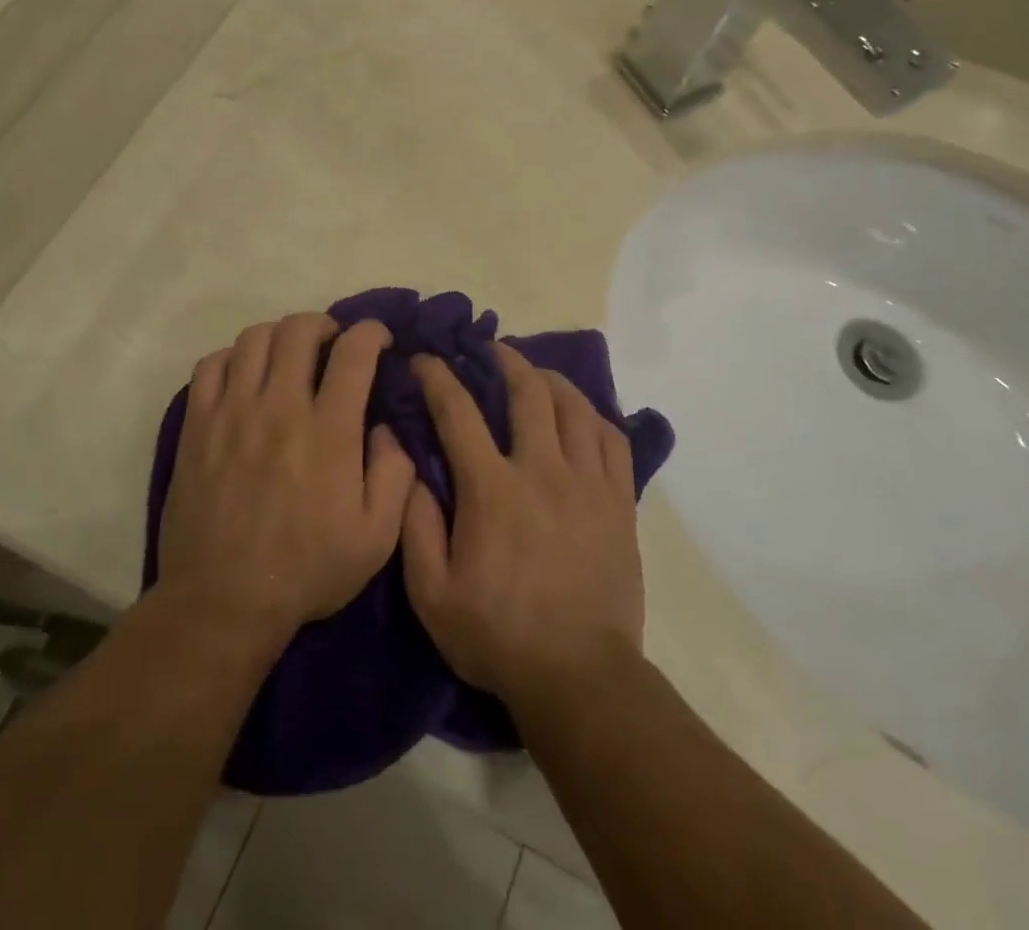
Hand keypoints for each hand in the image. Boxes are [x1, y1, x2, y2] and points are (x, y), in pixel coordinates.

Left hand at [157, 314, 414, 642]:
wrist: (223, 602)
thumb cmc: (306, 571)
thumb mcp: (376, 538)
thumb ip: (395, 475)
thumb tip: (386, 427)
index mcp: (328, 431)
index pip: (353, 352)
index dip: (371, 332)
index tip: (377, 338)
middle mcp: (280, 407)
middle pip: (299, 330)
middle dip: (323, 324)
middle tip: (331, 345)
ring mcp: (232, 412)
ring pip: (253, 338)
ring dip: (279, 337)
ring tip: (288, 357)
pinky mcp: (197, 425)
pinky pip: (209, 365)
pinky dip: (232, 358)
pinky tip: (244, 378)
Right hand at [401, 343, 645, 702]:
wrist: (579, 678)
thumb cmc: (497, 635)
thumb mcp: (431, 592)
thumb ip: (414, 523)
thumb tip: (408, 466)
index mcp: (492, 489)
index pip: (459, 411)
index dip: (438, 377)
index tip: (425, 359)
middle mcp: (542, 471)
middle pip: (527, 391)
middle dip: (503, 359)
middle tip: (488, 349)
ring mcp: (588, 483)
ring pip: (574, 405)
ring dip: (549, 378)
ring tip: (533, 373)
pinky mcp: (620, 502)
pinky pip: (613, 438)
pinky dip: (593, 414)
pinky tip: (579, 414)